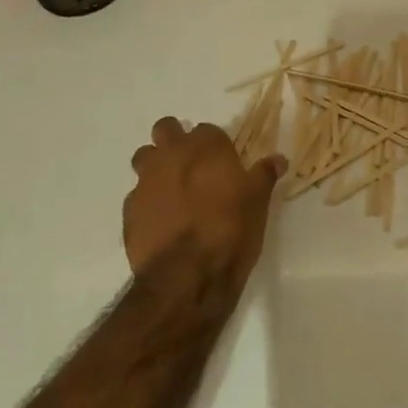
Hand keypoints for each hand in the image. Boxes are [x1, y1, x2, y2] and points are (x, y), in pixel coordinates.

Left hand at [125, 119, 285, 292]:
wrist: (186, 277)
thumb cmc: (230, 230)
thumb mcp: (258, 202)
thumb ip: (264, 174)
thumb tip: (278, 159)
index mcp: (205, 146)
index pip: (207, 130)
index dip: (213, 145)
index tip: (221, 163)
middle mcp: (171, 155)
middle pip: (166, 129)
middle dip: (175, 140)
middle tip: (190, 165)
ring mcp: (146, 181)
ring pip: (144, 157)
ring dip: (155, 166)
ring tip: (171, 190)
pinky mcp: (129, 211)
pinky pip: (136, 196)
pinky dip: (147, 202)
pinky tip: (160, 221)